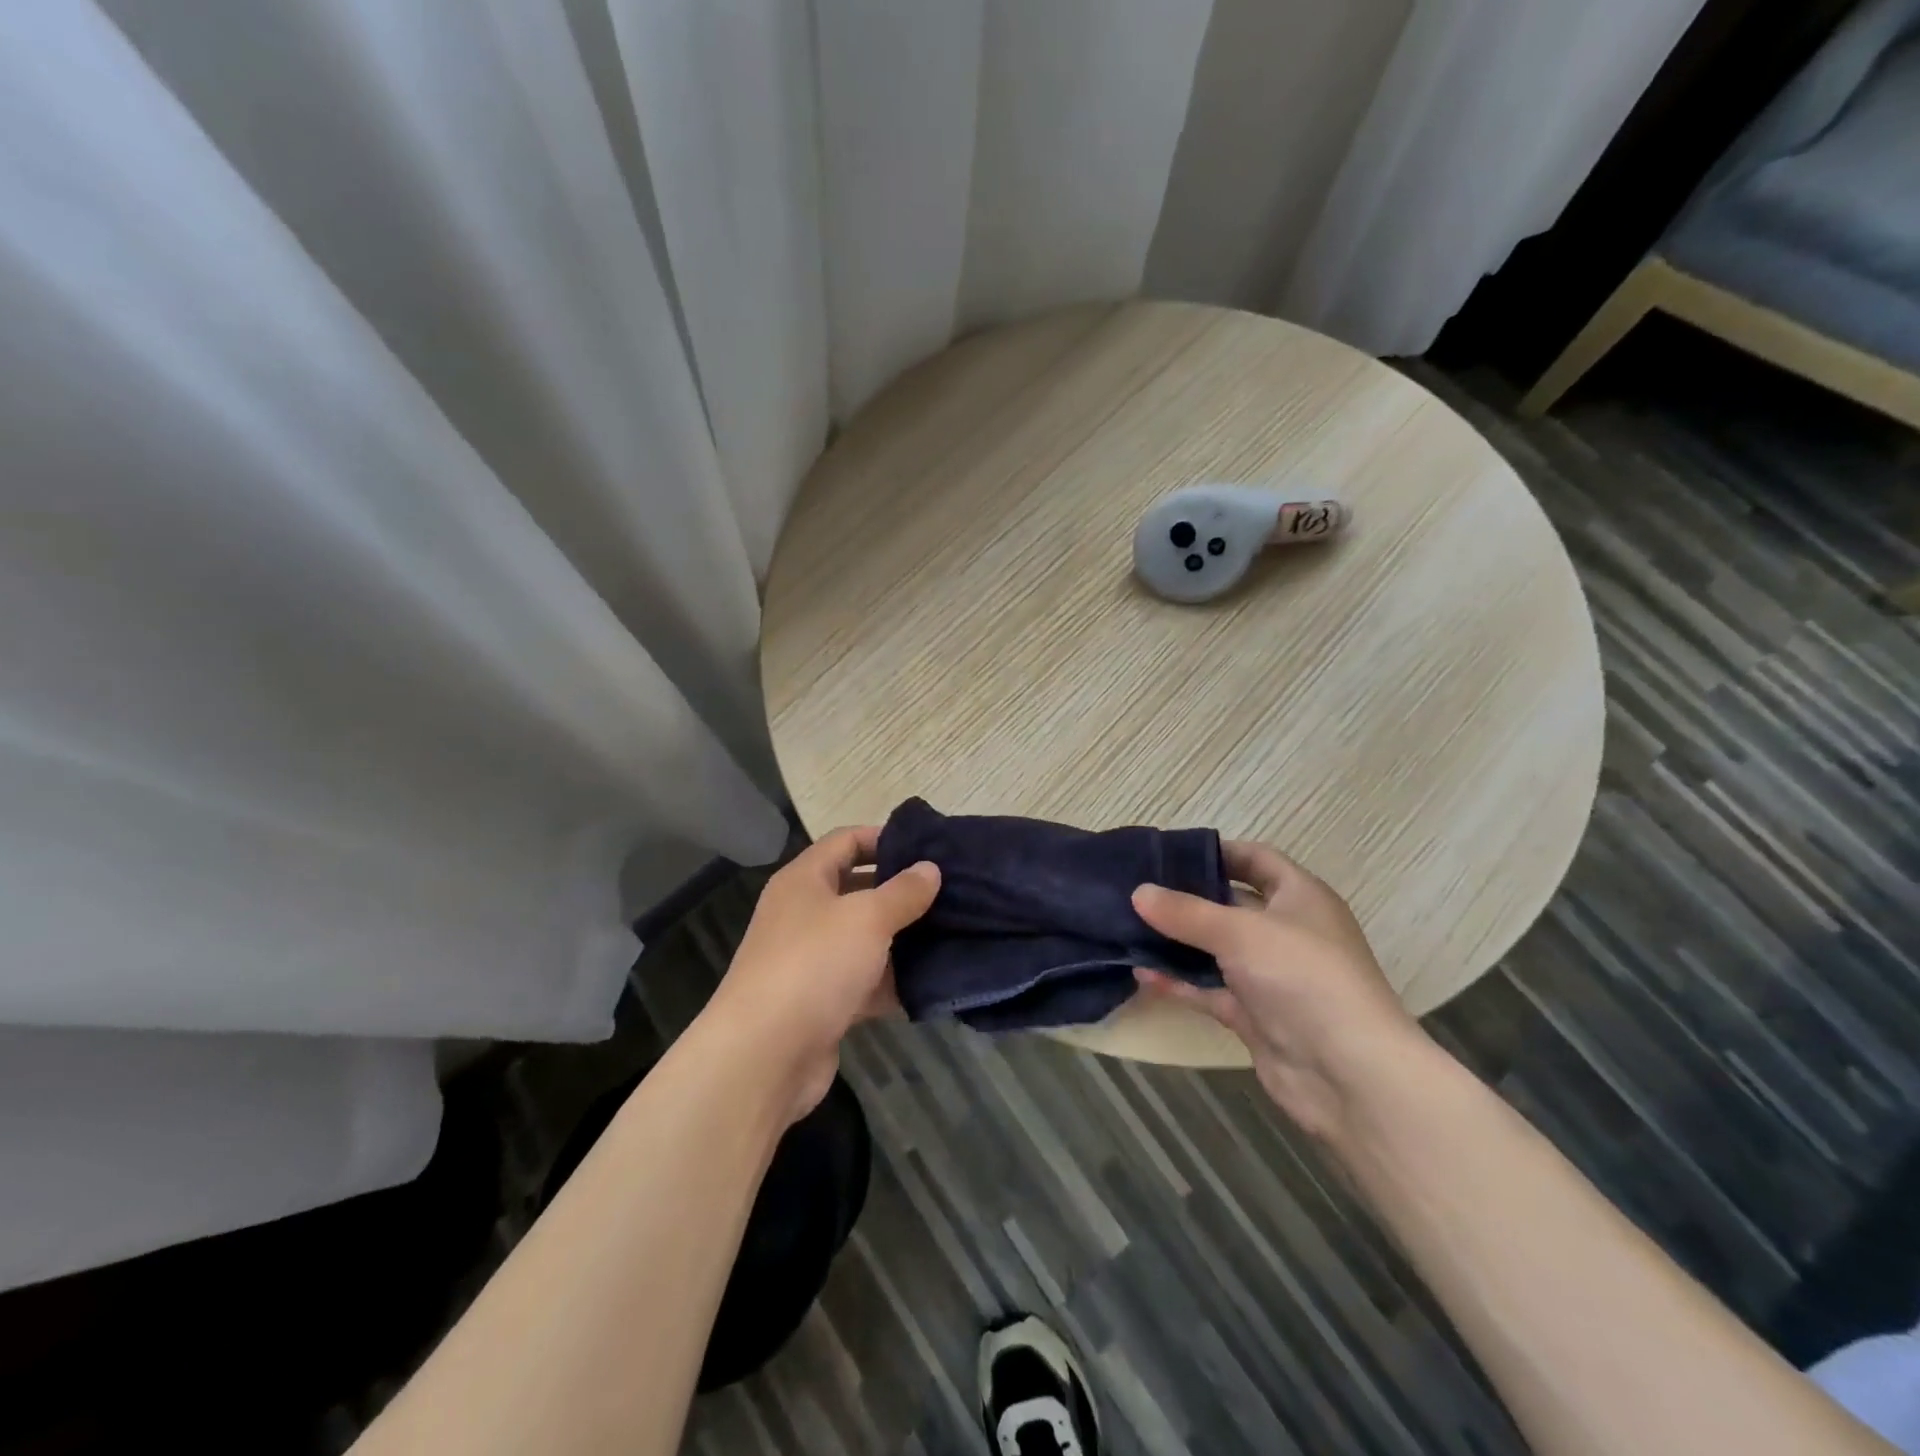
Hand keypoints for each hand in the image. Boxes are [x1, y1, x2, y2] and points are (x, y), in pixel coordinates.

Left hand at [706, 827, 939, 1121]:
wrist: (764, 1056)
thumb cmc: (814, 964)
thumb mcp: (867, 917)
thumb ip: (903, 891)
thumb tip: (930, 868)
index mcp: (804, 880)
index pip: (846, 841)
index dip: (884, 838)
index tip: (928, 847)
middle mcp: (804, 914)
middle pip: (857, 890)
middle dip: (901, 891)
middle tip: (950, 891)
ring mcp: (811, 961)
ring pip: (865, 939)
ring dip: (903, 939)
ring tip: (953, 932)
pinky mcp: (822, 1003)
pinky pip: (864, 982)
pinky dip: (893, 982)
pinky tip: (932, 982)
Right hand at [1131, 842, 1423, 1139]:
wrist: (1349, 1075)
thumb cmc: (1303, 978)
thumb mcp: (1240, 932)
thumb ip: (1185, 912)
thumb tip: (1138, 892)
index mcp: (1300, 897)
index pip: (1256, 859)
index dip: (1217, 851)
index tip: (1168, 852)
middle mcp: (1287, 932)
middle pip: (1231, 904)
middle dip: (1186, 897)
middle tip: (1136, 888)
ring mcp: (1271, 976)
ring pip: (1216, 949)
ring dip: (1178, 941)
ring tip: (1128, 927)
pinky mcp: (1256, 1015)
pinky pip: (1210, 990)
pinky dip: (1180, 982)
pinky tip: (1142, 973)